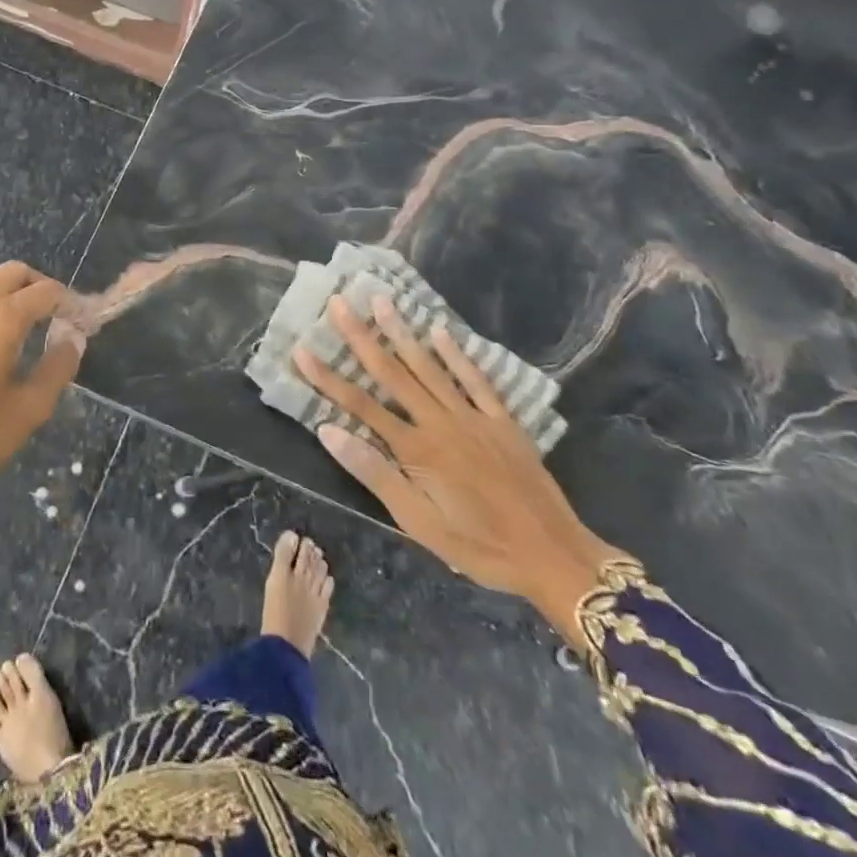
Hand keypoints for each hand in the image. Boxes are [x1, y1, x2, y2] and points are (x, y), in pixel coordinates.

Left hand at [0, 260, 82, 487]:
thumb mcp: (28, 411)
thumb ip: (57, 368)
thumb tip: (72, 339)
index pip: (44, 291)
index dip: (69, 301)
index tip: (82, 319)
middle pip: (10, 273)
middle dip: (38, 285)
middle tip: (54, 314)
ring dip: (6, 295)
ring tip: (21, 329)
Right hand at [292, 295, 626, 649]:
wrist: (555, 556)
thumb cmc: (479, 547)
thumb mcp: (419, 523)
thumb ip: (374, 473)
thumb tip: (329, 431)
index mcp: (416, 449)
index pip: (359, 405)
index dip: (327, 377)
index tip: (301, 349)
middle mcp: (439, 422)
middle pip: (391, 373)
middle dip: (361, 337)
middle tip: (339, 303)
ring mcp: (472, 417)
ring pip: (429, 367)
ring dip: (402, 332)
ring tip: (381, 300)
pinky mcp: (502, 420)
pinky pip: (475, 380)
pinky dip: (456, 354)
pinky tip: (440, 331)